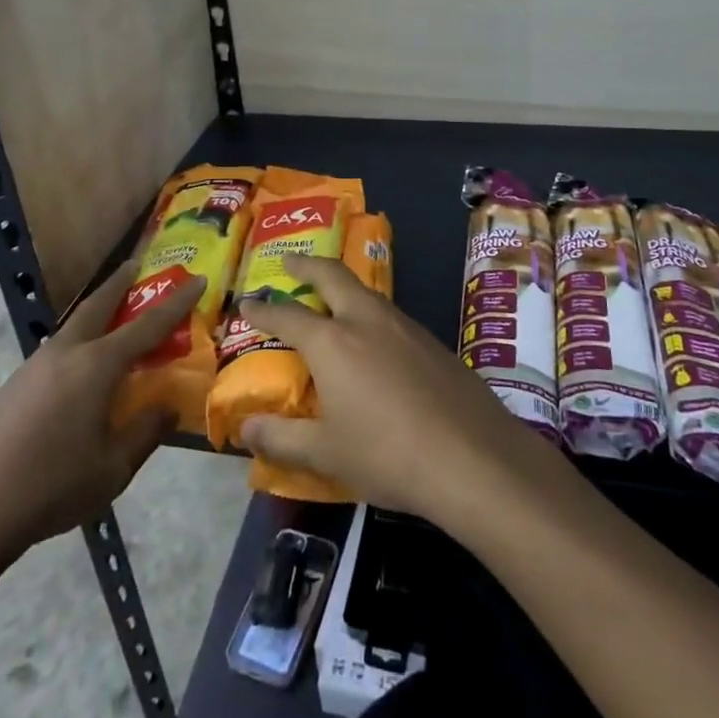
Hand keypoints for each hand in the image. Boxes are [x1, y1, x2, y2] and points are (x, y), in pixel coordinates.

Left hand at [0, 264, 202, 568]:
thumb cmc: (49, 487)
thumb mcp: (113, 469)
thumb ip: (145, 432)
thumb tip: (165, 406)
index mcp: (97, 366)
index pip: (148, 325)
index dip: (176, 301)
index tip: (197, 278)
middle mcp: (65, 355)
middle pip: (98, 305)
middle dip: (120, 283)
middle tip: (136, 264)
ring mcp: (31, 369)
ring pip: (72, 329)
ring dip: (95, 315)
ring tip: (110, 320)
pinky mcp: (8, 390)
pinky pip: (54, 355)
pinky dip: (76, 347)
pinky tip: (75, 377)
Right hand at [236, 255, 549, 525]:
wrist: (472, 456)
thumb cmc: (387, 455)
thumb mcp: (325, 454)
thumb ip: (281, 439)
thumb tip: (245, 430)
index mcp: (333, 342)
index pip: (288, 315)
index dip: (264, 309)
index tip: (248, 302)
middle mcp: (367, 321)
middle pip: (333, 276)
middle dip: (308, 265)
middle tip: (290, 261)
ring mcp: (405, 326)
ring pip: (366, 292)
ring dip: (343, 286)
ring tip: (332, 296)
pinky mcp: (433, 341)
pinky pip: (391, 315)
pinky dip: (371, 312)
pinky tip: (376, 338)